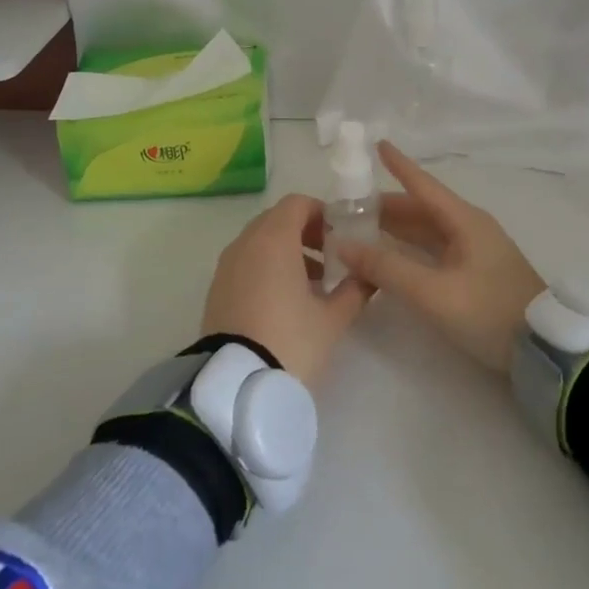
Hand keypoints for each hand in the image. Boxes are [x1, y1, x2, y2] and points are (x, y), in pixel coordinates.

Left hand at [203, 193, 371, 389]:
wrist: (236, 384)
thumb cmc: (290, 340)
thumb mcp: (333, 318)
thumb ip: (356, 289)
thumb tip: (371, 275)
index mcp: (273, 239)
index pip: (297, 204)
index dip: (323, 213)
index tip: (343, 236)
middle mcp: (245, 244)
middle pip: (277, 220)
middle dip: (306, 233)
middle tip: (332, 258)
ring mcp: (227, 266)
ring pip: (260, 242)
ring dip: (288, 251)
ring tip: (315, 284)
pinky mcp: (217, 290)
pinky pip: (247, 263)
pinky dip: (267, 268)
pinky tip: (287, 301)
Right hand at [330, 142, 545, 375]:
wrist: (542, 350)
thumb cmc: (488, 311)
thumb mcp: (433, 292)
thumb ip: (387, 268)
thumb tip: (343, 245)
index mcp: (464, 221)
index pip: (423, 185)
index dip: (399, 165)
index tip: (377, 144)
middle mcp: (469, 229)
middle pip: (421, 210)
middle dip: (385, 206)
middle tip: (347, 208)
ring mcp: (474, 252)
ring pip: (427, 232)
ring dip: (395, 230)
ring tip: (359, 230)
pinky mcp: (475, 274)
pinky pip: (434, 251)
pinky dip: (408, 250)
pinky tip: (389, 258)